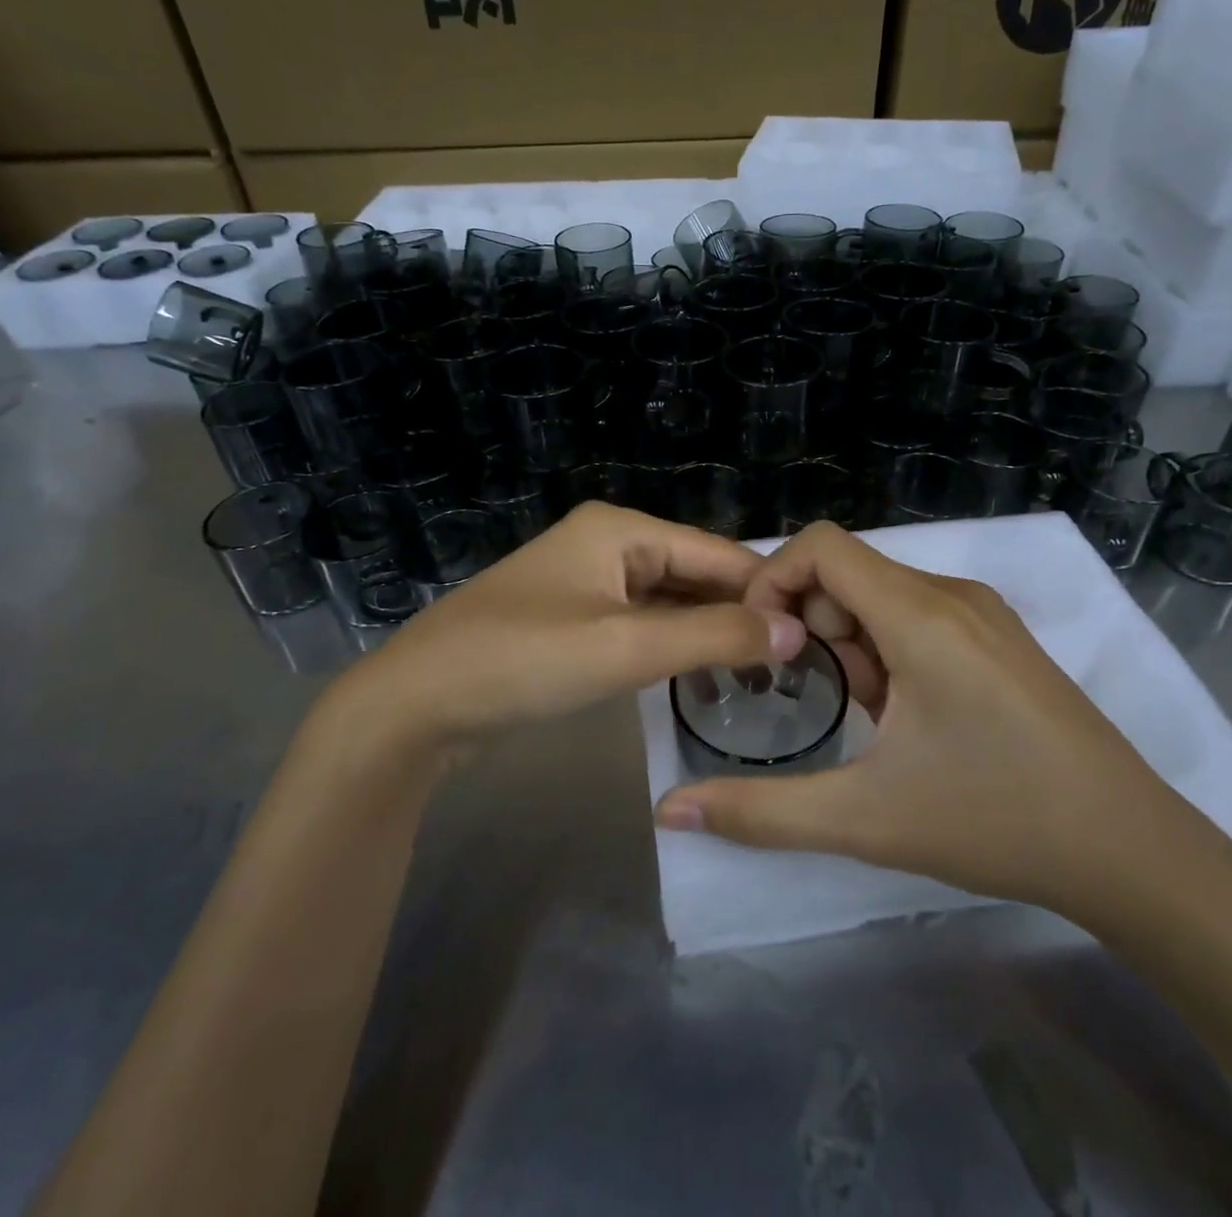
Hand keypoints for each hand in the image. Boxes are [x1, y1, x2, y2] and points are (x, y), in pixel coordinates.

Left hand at [312, 503, 807, 756]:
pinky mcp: (572, 618)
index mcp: (619, 529)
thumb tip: (792, 631)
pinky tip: (701, 674)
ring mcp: (586, 581)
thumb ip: (712, 636)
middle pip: (693, 573)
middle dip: (738, 614)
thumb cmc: (522, 661)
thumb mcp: (624, 646)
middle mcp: (606, 543)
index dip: (765, 591)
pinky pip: (639, 623)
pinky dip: (671, 645)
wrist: (417, 703)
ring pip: (668, 601)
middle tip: (793, 664)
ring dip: (707, 632)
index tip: (814, 635)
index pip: (716, 553)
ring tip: (761, 673)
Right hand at [652, 522, 1216, 917]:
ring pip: (882, 596)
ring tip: (871, 720)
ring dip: (852, 645)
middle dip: (814, 628)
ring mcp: (984, 614)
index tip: (762, 648)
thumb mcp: (863, 819)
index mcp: (920, 615)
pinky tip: (909, 718)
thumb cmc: (995, 821)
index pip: (822, 546)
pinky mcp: (1001, 638)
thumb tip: (671, 811)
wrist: (1132, 852)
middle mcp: (952, 594)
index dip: (774, 581)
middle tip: (826, 702)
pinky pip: (918, 616)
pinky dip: (889, 650)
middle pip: (848, 572)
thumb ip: (760, 811)